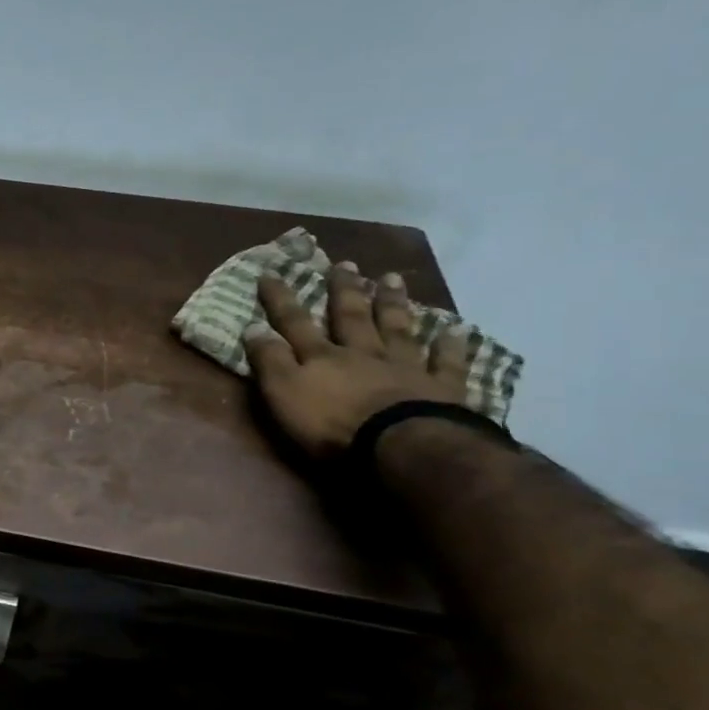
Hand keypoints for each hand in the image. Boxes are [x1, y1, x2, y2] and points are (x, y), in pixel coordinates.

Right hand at [244, 263, 471, 459]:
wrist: (400, 445)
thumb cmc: (331, 423)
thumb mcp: (284, 392)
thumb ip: (270, 360)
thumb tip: (253, 327)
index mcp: (322, 357)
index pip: (295, 323)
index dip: (281, 299)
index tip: (270, 274)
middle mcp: (362, 353)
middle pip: (351, 317)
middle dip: (345, 290)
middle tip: (345, 264)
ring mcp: (404, 367)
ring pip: (396, 329)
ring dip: (393, 304)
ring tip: (392, 278)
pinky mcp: (440, 389)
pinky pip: (446, 363)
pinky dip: (450, 346)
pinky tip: (455, 329)